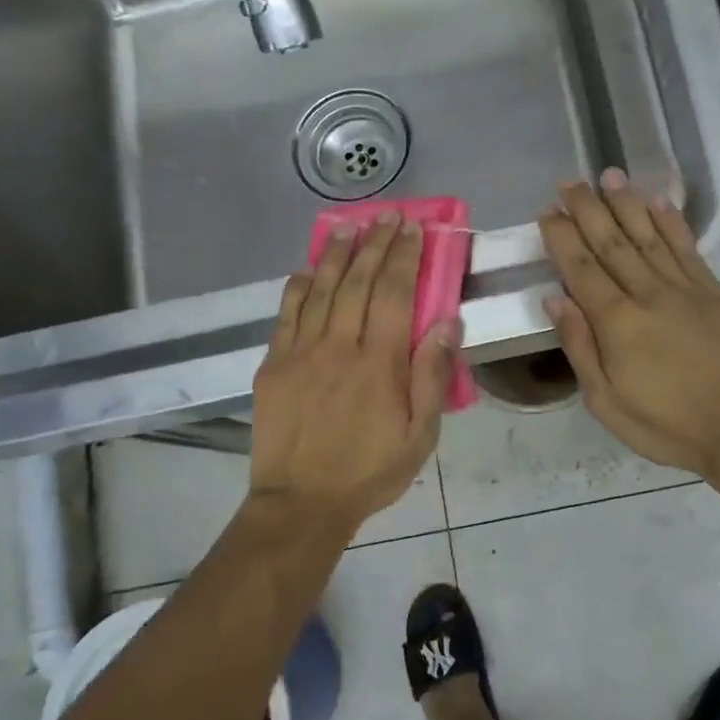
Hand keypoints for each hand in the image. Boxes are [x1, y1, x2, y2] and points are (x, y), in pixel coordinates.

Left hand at [250, 216, 459, 529]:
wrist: (301, 503)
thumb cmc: (370, 471)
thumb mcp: (420, 435)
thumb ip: (432, 377)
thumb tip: (446, 323)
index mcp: (379, 364)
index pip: (394, 294)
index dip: (404, 256)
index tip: (413, 228)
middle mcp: (339, 347)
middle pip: (357, 282)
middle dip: (375, 244)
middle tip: (387, 216)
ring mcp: (300, 353)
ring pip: (319, 290)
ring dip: (336, 255)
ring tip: (350, 228)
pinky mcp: (273, 365)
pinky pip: (286, 315)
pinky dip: (297, 287)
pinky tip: (307, 270)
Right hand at [539, 171, 719, 483]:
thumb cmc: (669, 426)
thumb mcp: (607, 404)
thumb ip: (581, 348)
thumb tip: (555, 300)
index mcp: (617, 323)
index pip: (581, 268)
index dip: (563, 237)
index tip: (549, 211)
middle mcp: (648, 293)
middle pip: (612, 242)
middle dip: (588, 209)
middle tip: (570, 183)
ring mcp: (686, 289)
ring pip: (649, 236)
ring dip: (627, 204)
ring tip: (609, 176)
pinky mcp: (716, 292)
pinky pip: (688, 248)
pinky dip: (672, 222)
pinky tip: (659, 202)